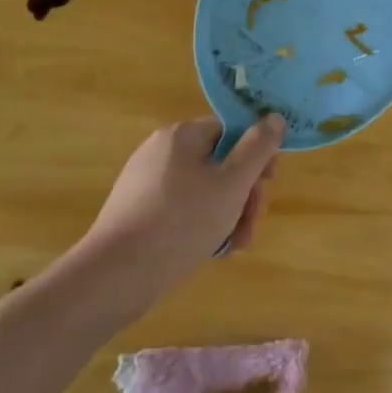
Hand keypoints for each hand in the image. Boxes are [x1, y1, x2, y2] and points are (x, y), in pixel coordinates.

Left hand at [77, 116, 284, 316]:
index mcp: (182, 136)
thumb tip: (275, 116)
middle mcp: (161, 152)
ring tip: (234, 246)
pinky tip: (211, 250)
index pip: (231, 130)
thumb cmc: (183, 221)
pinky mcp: (136, 211)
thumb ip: (259, 146)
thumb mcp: (233, 182)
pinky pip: (182, 208)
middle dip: (244, 194)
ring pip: (204, 190)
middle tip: (251, 226)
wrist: (116, 275)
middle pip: (220, 162)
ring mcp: (145, 182)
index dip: (257, 153)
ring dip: (228, 214)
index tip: (269, 182)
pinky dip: (202, 224)